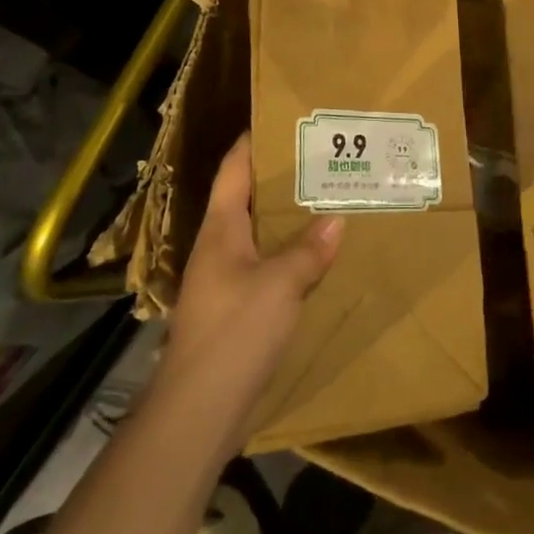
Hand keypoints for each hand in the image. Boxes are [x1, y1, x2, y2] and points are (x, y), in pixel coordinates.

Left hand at [158, 134, 342, 445]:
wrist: (197, 413)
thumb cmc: (234, 333)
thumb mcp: (279, 285)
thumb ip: (308, 250)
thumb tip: (336, 219)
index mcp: (221, 229)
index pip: (233, 169)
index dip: (253, 141)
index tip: (283, 120)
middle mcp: (219, 248)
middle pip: (247, 199)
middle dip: (280, 179)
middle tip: (322, 159)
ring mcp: (224, 280)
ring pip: (258, 235)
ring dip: (287, 219)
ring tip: (327, 201)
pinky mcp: (235, 310)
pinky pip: (266, 267)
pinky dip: (289, 255)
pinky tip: (317, 259)